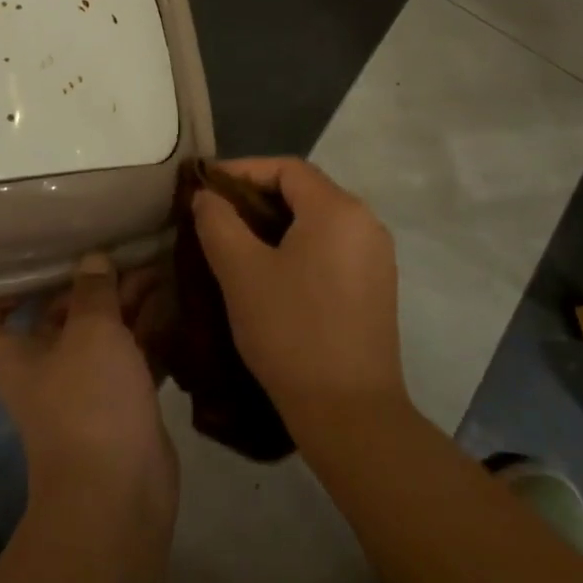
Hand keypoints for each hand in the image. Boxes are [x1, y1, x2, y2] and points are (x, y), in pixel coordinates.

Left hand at [0, 254, 177, 520]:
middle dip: (88, 284)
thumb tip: (93, 260)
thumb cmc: (88, 402)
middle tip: (122, 252)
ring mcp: (84, 388)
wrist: (119, 494)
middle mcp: (44, 368)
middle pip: (55, 316)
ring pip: (100, 333)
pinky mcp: (121, 403)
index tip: (26, 264)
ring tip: (157, 268)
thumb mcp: (90, 332)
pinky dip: (148, 332)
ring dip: (125, 303)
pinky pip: (131, 356)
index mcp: (15, 354)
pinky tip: (172, 303)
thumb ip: (93, 291)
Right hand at [191, 158, 407, 439]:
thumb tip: (207, 196)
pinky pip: (331, 247)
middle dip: (256, 196)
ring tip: (236, 242)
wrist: (351, 414)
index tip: (205, 186)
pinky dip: (298, 247)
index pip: (286, 168)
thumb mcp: (241, 272)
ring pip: (317, 221)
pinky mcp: (377, 286)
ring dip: (276, 223)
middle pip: (304, 191)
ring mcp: (376, 256)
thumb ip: (218, 222)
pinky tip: (271, 272)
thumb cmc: (292, 332)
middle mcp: (365, 222)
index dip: (242, 170)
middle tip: (215, 214)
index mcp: (338, 209)